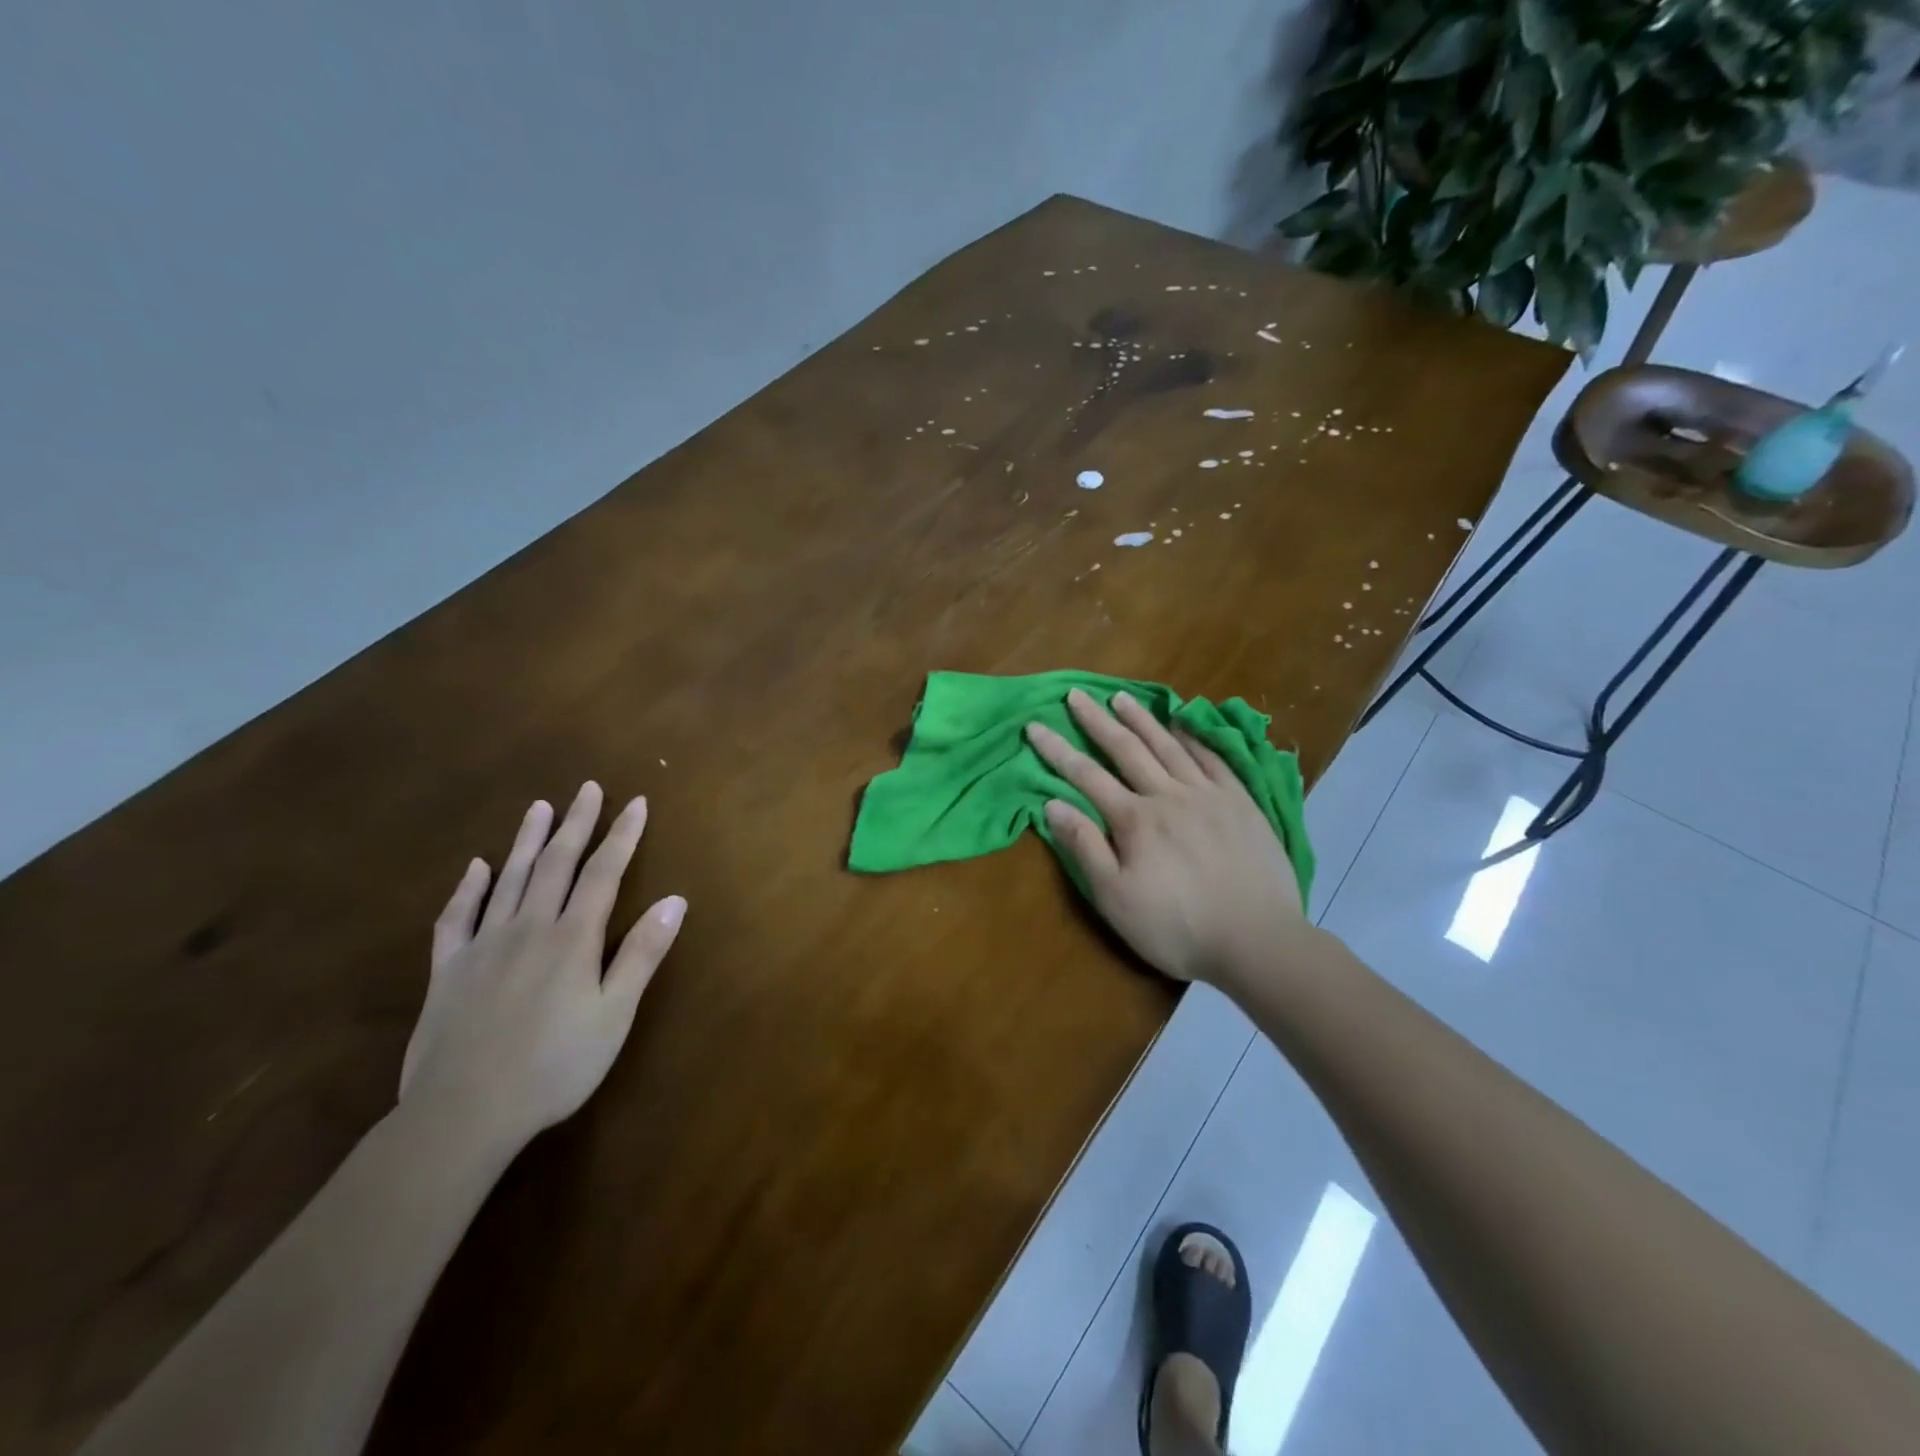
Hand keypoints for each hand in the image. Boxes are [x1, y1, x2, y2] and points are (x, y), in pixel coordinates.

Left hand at [399, 782, 685, 1156]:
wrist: (462, 1113)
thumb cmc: (555, 1066)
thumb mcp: (614, 1014)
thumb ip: (642, 953)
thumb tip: (676, 899)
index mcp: (572, 938)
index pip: (602, 873)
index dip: (622, 836)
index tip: (636, 802)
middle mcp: (528, 928)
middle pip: (555, 864)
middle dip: (576, 823)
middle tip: (587, 788)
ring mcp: (483, 946)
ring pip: (509, 879)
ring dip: (527, 840)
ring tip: (539, 807)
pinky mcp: (447, 970)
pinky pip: (456, 918)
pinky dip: (467, 889)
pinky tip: (476, 868)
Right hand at [1025, 689, 1308, 986]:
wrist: (1258, 941)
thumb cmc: (1177, 927)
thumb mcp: (1116, 898)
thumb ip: (1084, 847)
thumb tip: (1052, 804)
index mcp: (1134, 820)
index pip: (1086, 775)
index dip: (1057, 750)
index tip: (1035, 725)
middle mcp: (1168, 795)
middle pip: (1126, 749)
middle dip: (1096, 720)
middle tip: (1076, 695)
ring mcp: (1209, 795)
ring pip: (1168, 746)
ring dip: (1141, 719)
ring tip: (1121, 697)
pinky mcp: (1241, 802)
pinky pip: (1213, 758)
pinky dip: (1193, 738)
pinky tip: (1183, 724)